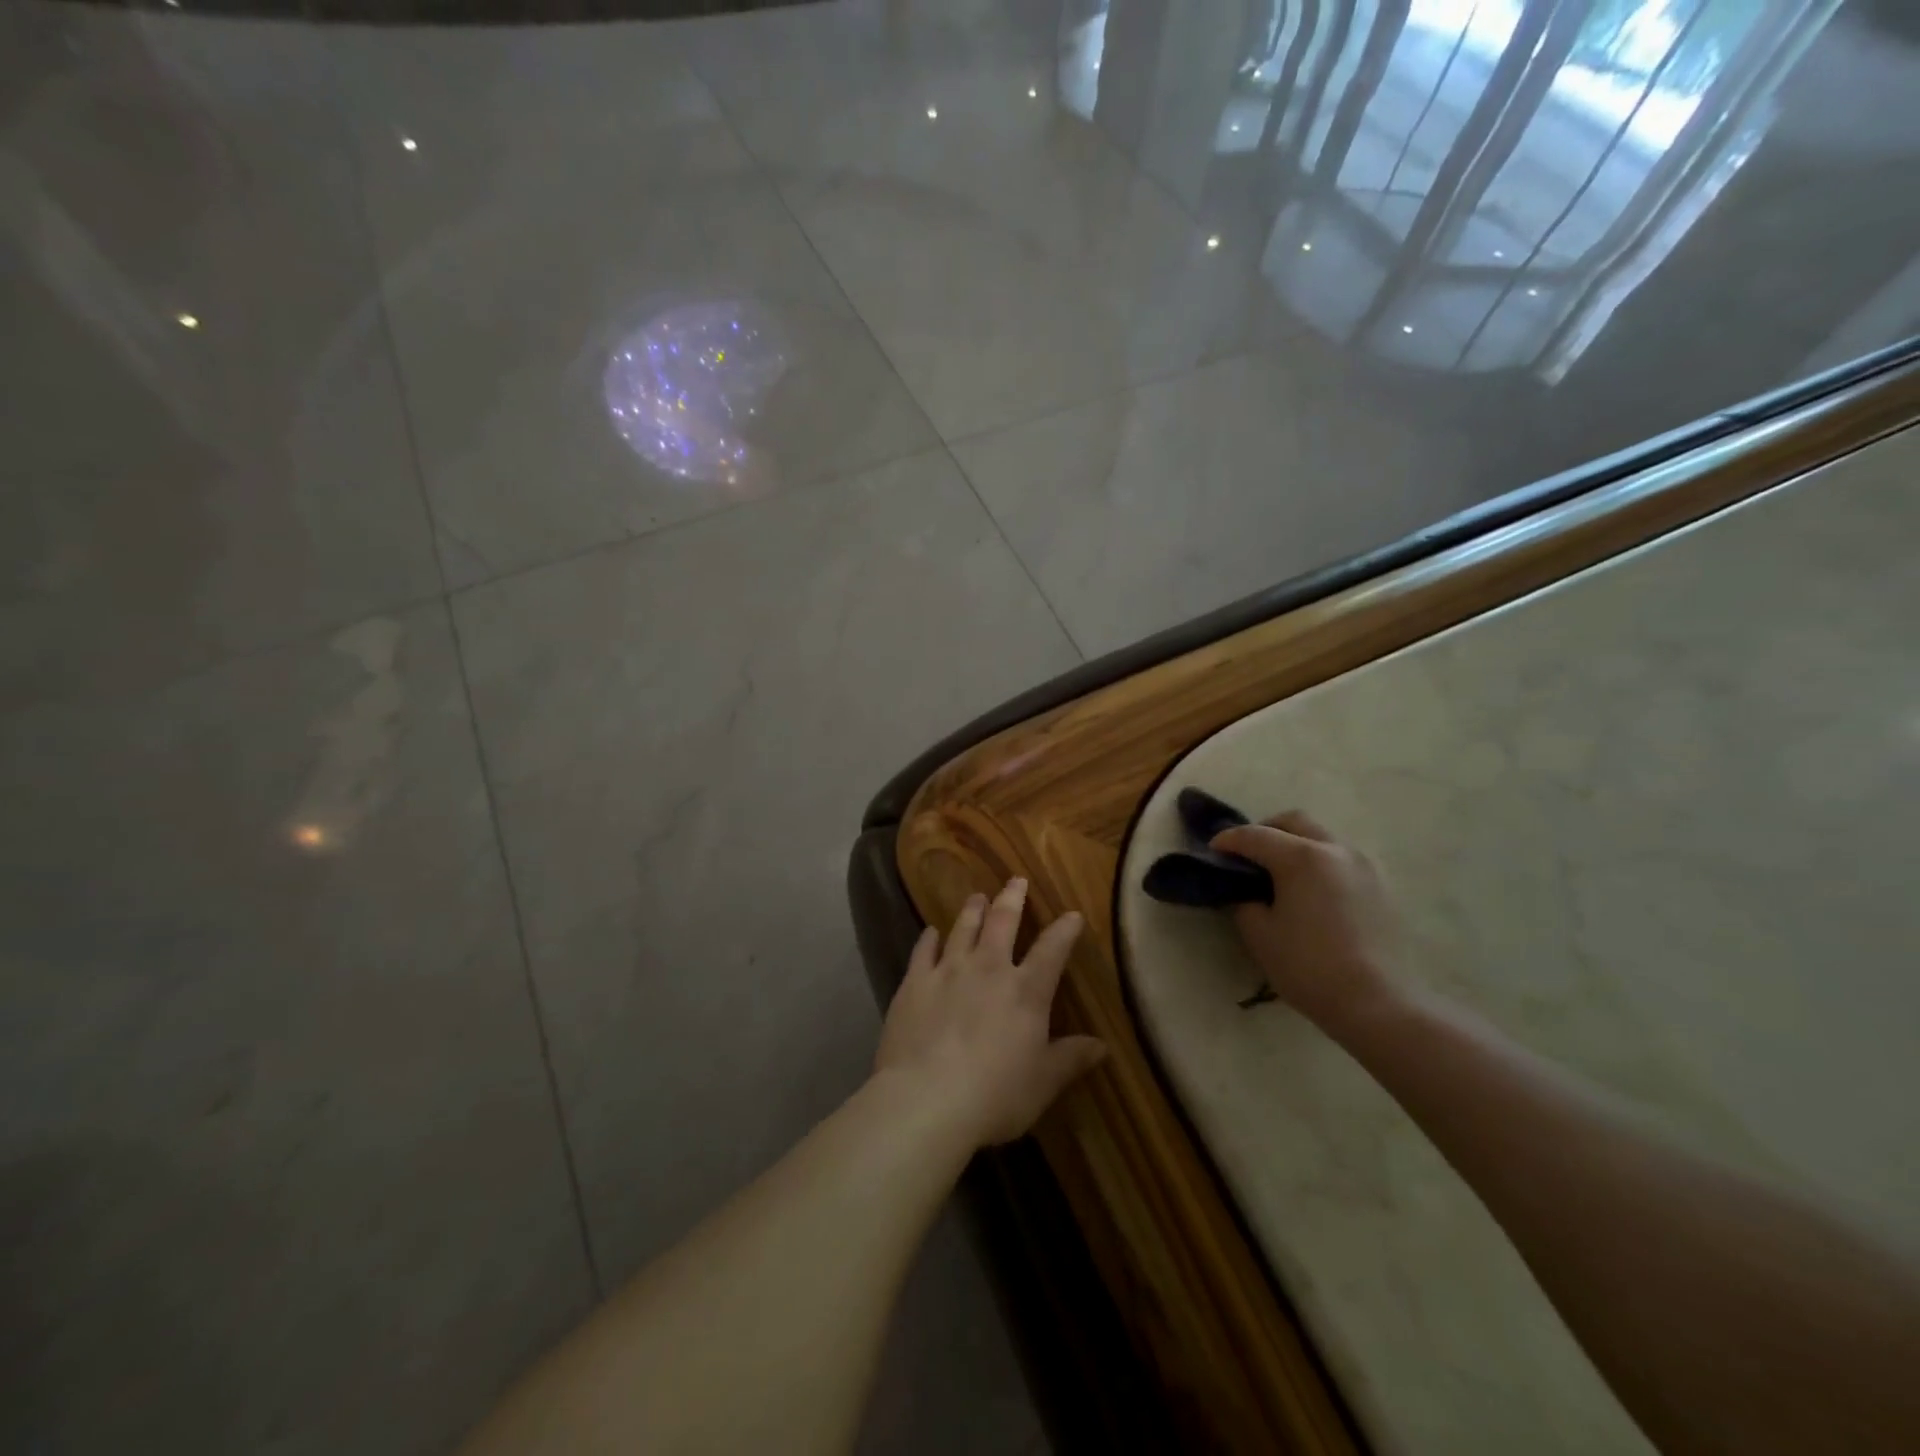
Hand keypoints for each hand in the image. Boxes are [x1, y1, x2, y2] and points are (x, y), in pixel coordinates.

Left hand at [875, 879, 1106, 1148]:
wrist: (926, 1099)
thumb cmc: (995, 1095)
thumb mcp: (1043, 1083)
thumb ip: (1071, 1059)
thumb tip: (1102, 1046)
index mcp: (1026, 991)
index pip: (1052, 950)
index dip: (1065, 930)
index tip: (1072, 915)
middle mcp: (988, 968)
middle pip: (1003, 922)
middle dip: (1012, 898)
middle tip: (1016, 880)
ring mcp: (948, 971)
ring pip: (963, 928)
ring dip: (972, 909)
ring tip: (977, 895)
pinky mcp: (914, 983)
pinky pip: (923, 951)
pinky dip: (929, 938)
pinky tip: (931, 932)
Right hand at [1210, 810, 1404, 1033]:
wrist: (1377, 1004)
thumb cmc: (1308, 967)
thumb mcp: (1259, 934)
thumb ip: (1245, 901)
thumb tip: (1247, 891)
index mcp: (1302, 857)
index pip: (1255, 836)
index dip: (1228, 840)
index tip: (1212, 850)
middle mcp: (1335, 850)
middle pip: (1294, 822)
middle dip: (1265, 830)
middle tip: (1247, 854)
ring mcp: (1364, 866)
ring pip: (1322, 837)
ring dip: (1295, 844)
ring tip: (1280, 874)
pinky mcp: (1381, 886)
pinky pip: (1341, 859)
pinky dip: (1318, 862)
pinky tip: (1310, 891)